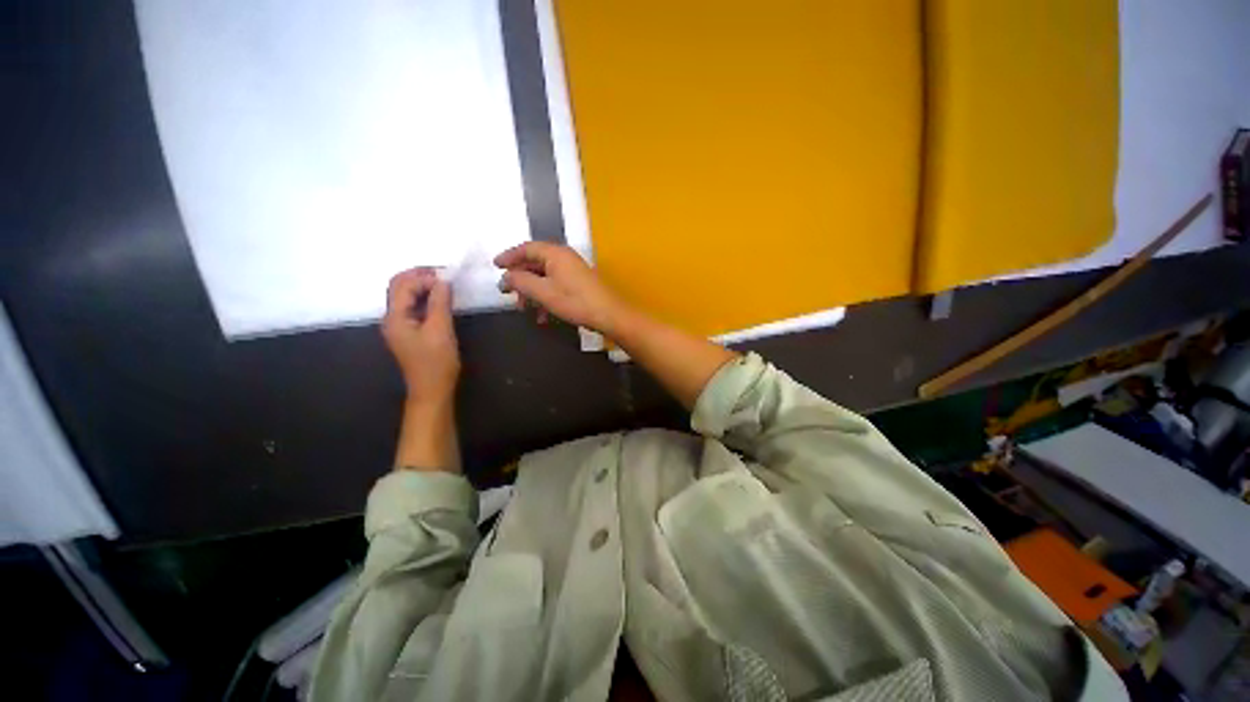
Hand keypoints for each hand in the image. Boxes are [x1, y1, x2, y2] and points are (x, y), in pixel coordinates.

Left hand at [382, 267, 459, 403]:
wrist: (431, 393)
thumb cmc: (435, 364)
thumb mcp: (440, 330)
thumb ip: (440, 301)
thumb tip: (443, 279)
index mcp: (394, 317)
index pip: (404, 284)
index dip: (424, 278)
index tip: (446, 282)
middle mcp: (391, 318)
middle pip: (398, 285)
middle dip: (419, 276)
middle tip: (442, 276)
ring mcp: (397, 325)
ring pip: (403, 294)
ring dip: (420, 285)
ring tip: (442, 286)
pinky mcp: (405, 330)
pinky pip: (410, 305)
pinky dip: (422, 297)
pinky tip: (437, 300)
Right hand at [495, 242, 627, 334]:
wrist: (609, 315)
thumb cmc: (575, 301)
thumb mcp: (543, 293)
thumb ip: (521, 282)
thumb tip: (505, 277)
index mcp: (555, 253)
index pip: (526, 248)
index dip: (509, 256)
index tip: (495, 265)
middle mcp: (563, 256)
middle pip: (534, 262)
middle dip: (519, 278)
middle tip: (506, 291)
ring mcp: (571, 269)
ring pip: (542, 275)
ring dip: (531, 291)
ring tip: (523, 307)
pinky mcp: (576, 282)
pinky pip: (553, 284)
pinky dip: (543, 297)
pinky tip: (541, 316)